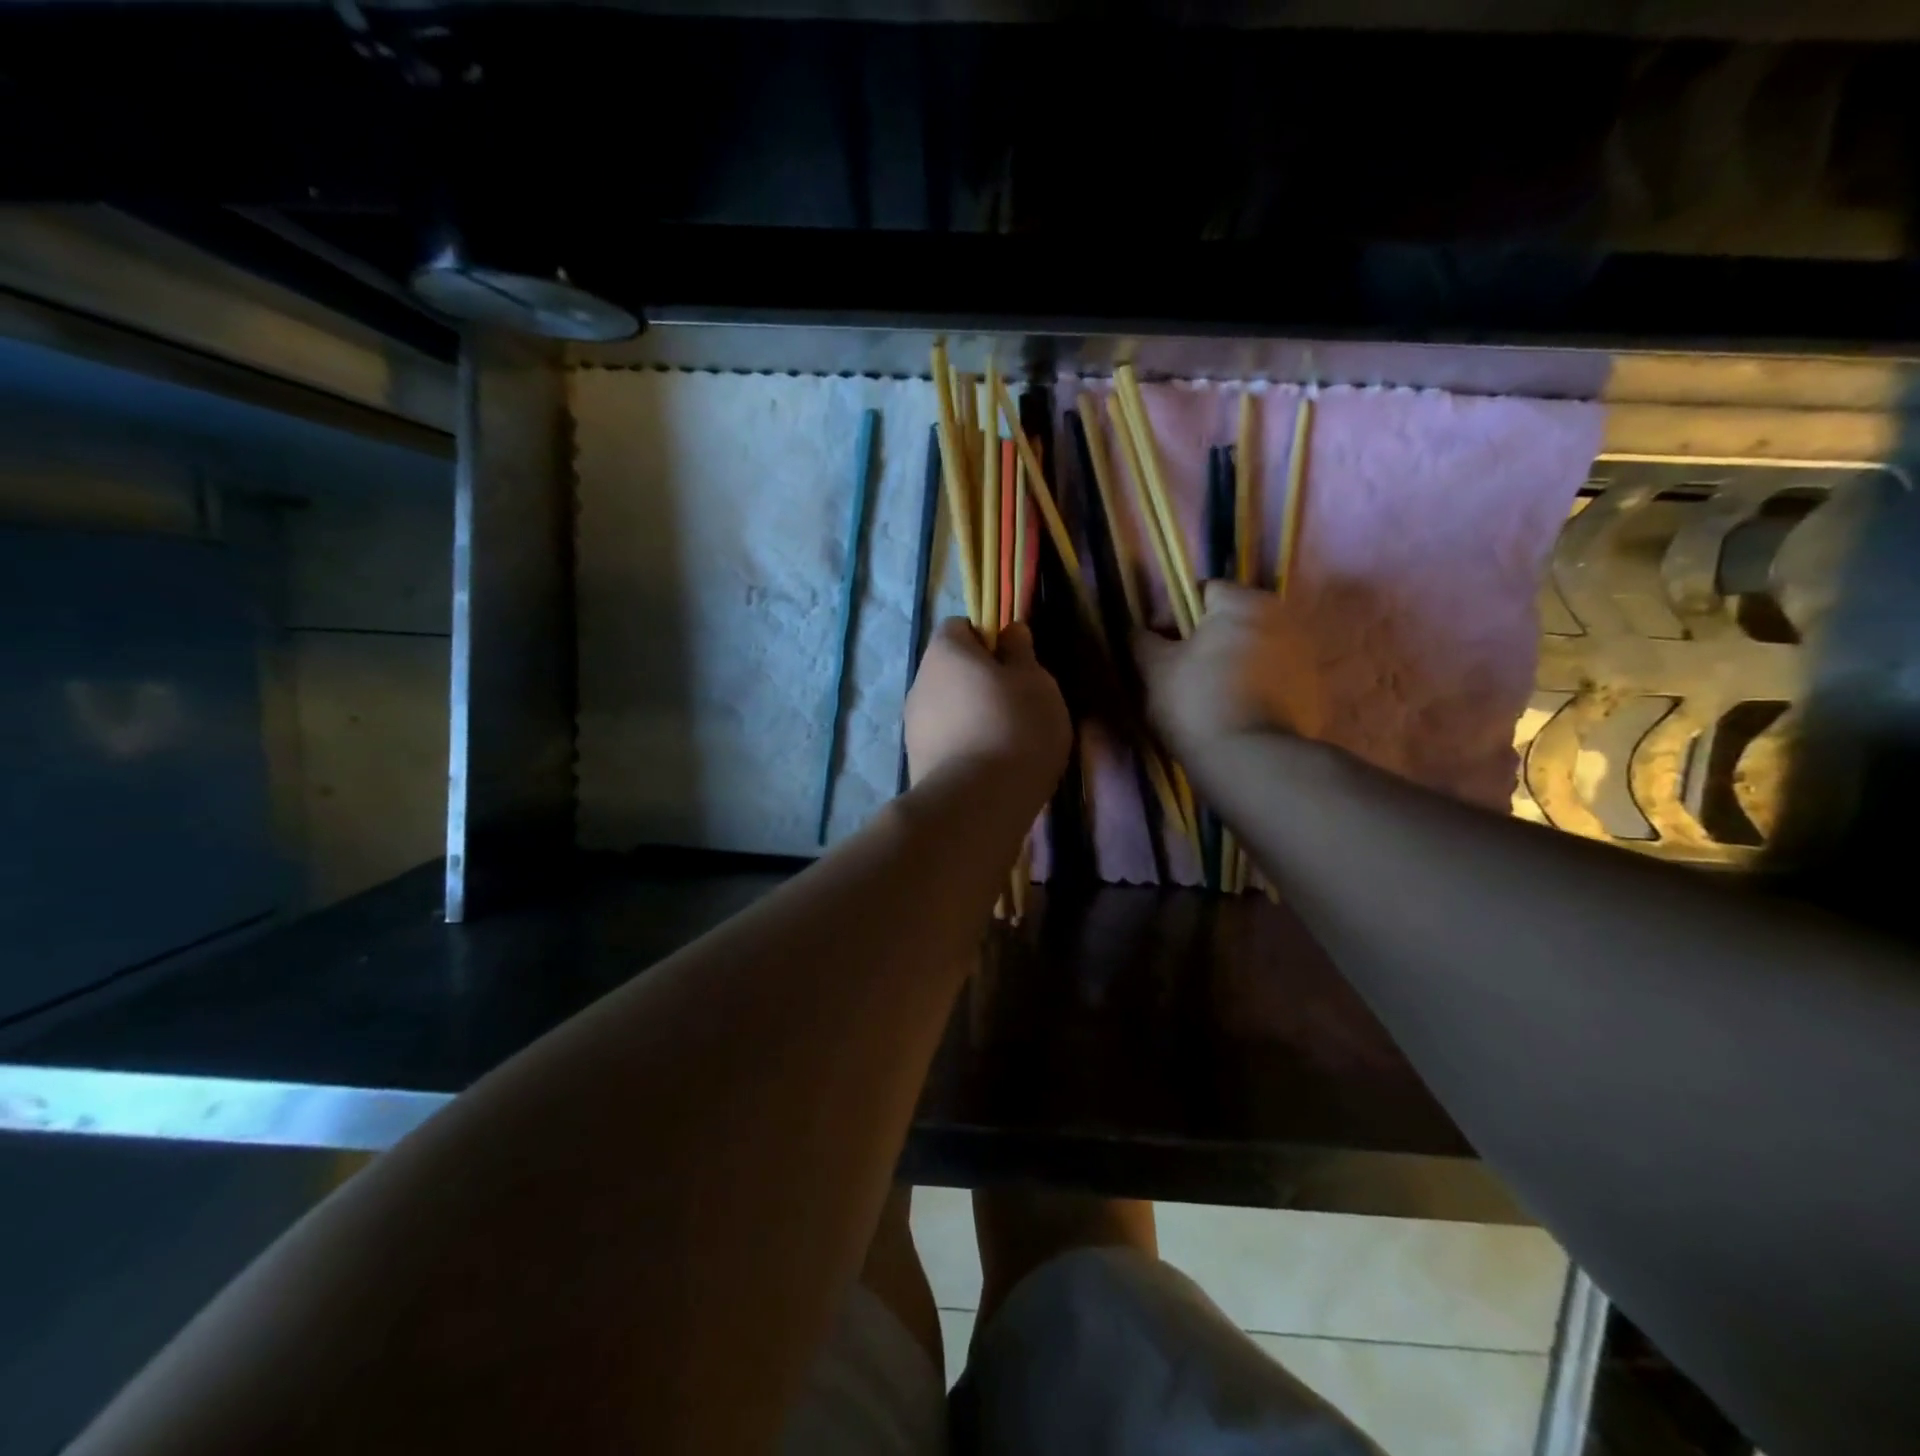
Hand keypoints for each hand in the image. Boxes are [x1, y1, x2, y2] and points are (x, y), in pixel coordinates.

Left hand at [905, 619, 1070, 792]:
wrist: (976, 802)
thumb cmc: (1015, 728)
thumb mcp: (1036, 683)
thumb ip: (1021, 653)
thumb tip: (1009, 632)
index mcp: (945, 652)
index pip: (958, 627)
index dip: (987, 638)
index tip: (1014, 663)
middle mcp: (920, 682)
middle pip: (952, 669)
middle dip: (981, 681)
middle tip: (1018, 704)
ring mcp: (913, 725)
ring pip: (949, 707)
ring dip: (973, 716)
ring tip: (1007, 742)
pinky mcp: (917, 761)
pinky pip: (946, 740)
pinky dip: (965, 746)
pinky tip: (990, 767)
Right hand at [1134, 581, 1320, 759]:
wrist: (1252, 762)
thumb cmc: (1196, 703)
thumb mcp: (1155, 670)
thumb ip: (1142, 642)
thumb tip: (1138, 632)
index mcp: (1245, 603)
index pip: (1202, 592)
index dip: (1171, 615)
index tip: (1155, 647)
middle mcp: (1284, 619)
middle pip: (1231, 621)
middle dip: (1203, 641)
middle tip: (1176, 674)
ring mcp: (1305, 657)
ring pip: (1252, 651)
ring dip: (1229, 664)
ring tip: (1204, 698)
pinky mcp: (1314, 692)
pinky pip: (1272, 680)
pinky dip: (1252, 689)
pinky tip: (1232, 715)